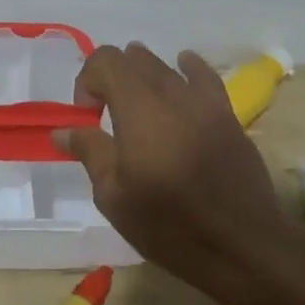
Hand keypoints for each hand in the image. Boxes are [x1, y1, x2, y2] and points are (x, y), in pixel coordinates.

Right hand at [54, 44, 291, 304]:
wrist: (241, 246)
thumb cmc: (168, 225)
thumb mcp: (114, 196)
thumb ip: (90, 152)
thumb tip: (63, 131)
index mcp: (138, 108)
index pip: (105, 60)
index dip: (87, 80)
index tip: (86, 116)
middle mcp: (171, 92)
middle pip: (134, 58)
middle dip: (112, 78)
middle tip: (107, 114)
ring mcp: (204, 101)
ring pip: (166, 65)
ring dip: (143, 75)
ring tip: (139, 107)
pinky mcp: (227, 114)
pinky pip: (204, 76)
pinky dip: (186, 69)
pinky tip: (181, 73)